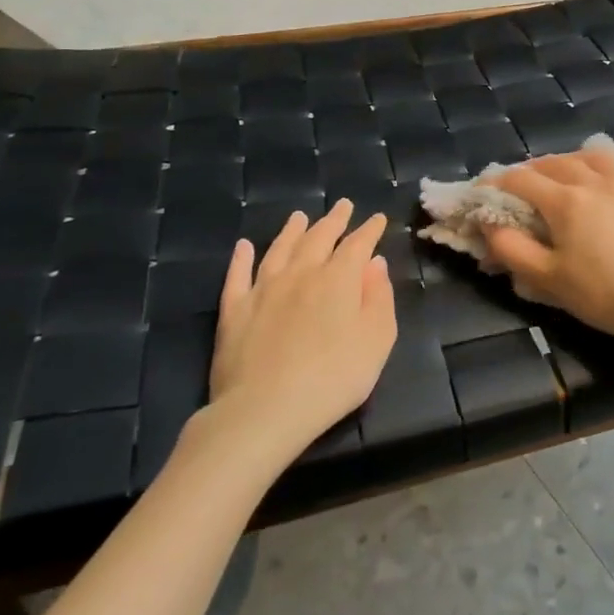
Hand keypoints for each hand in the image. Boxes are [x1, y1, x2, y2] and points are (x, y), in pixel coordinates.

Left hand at [201, 200, 396, 465]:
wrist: (265, 409)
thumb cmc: (334, 377)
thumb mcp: (377, 339)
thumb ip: (379, 297)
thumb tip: (375, 263)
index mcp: (338, 279)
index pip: (357, 244)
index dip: (369, 230)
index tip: (377, 218)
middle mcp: (301, 274)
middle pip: (319, 238)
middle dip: (334, 220)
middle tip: (342, 205)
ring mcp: (263, 289)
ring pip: (279, 249)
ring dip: (292, 230)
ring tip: (300, 216)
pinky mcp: (234, 311)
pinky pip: (237, 275)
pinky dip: (241, 258)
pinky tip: (243, 246)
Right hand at [483, 147, 613, 353]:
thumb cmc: (606, 294)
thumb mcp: (550, 279)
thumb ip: (512, 249)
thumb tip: (488, 225)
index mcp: (565, 201)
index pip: (520, 180)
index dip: (495, 184)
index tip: (482, 194)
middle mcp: (595, 181)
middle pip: (555, 162)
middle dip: (531, 170)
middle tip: (521, 186)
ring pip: (593, 156)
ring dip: (570, 159)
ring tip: (564, 172)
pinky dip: (612, 160)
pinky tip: (611, 167)